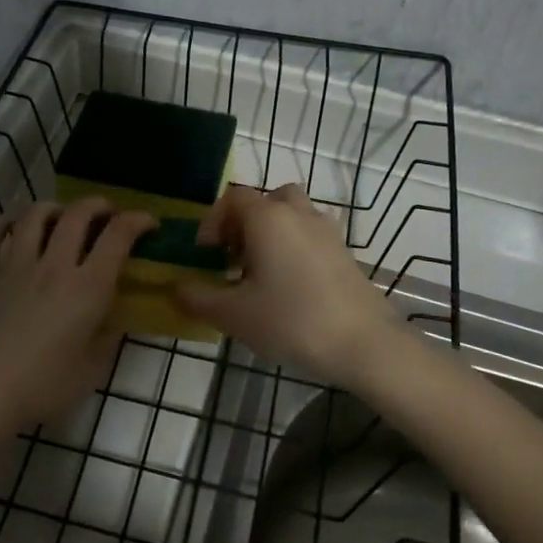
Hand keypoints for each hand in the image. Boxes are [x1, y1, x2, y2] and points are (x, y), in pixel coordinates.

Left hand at [0, 197, 156, 431]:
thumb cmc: (40, 387)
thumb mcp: (90, 371)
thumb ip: (106, 339)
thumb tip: (112, 319)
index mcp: (87, 288)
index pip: (118, 236)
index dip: (137, 221)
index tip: (149, 222)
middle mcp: (53, 265)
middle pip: (78, 214)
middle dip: (99, 205)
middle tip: (107, 214)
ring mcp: (15, 265)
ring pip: (35, 215)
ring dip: (56, 208)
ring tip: (62, 217)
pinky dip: (8, 222)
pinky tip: (14, 227)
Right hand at [174, 184, 399, 386]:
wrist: (365, 344)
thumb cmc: (292, 321)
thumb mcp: (234, 315)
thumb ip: (198, 297)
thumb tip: (176, 287)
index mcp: (268, 217)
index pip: (232, 198)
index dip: (212, 221)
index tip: (206, 254)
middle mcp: (298, 213)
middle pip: (264, 200)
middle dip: (242, 223)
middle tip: (233, 258)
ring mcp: (326, 230)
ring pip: (291, 214)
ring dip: (270, 232)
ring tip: (260, 270)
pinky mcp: (344, 252)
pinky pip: (309, 234)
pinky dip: (293, 246)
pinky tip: (289, 286)